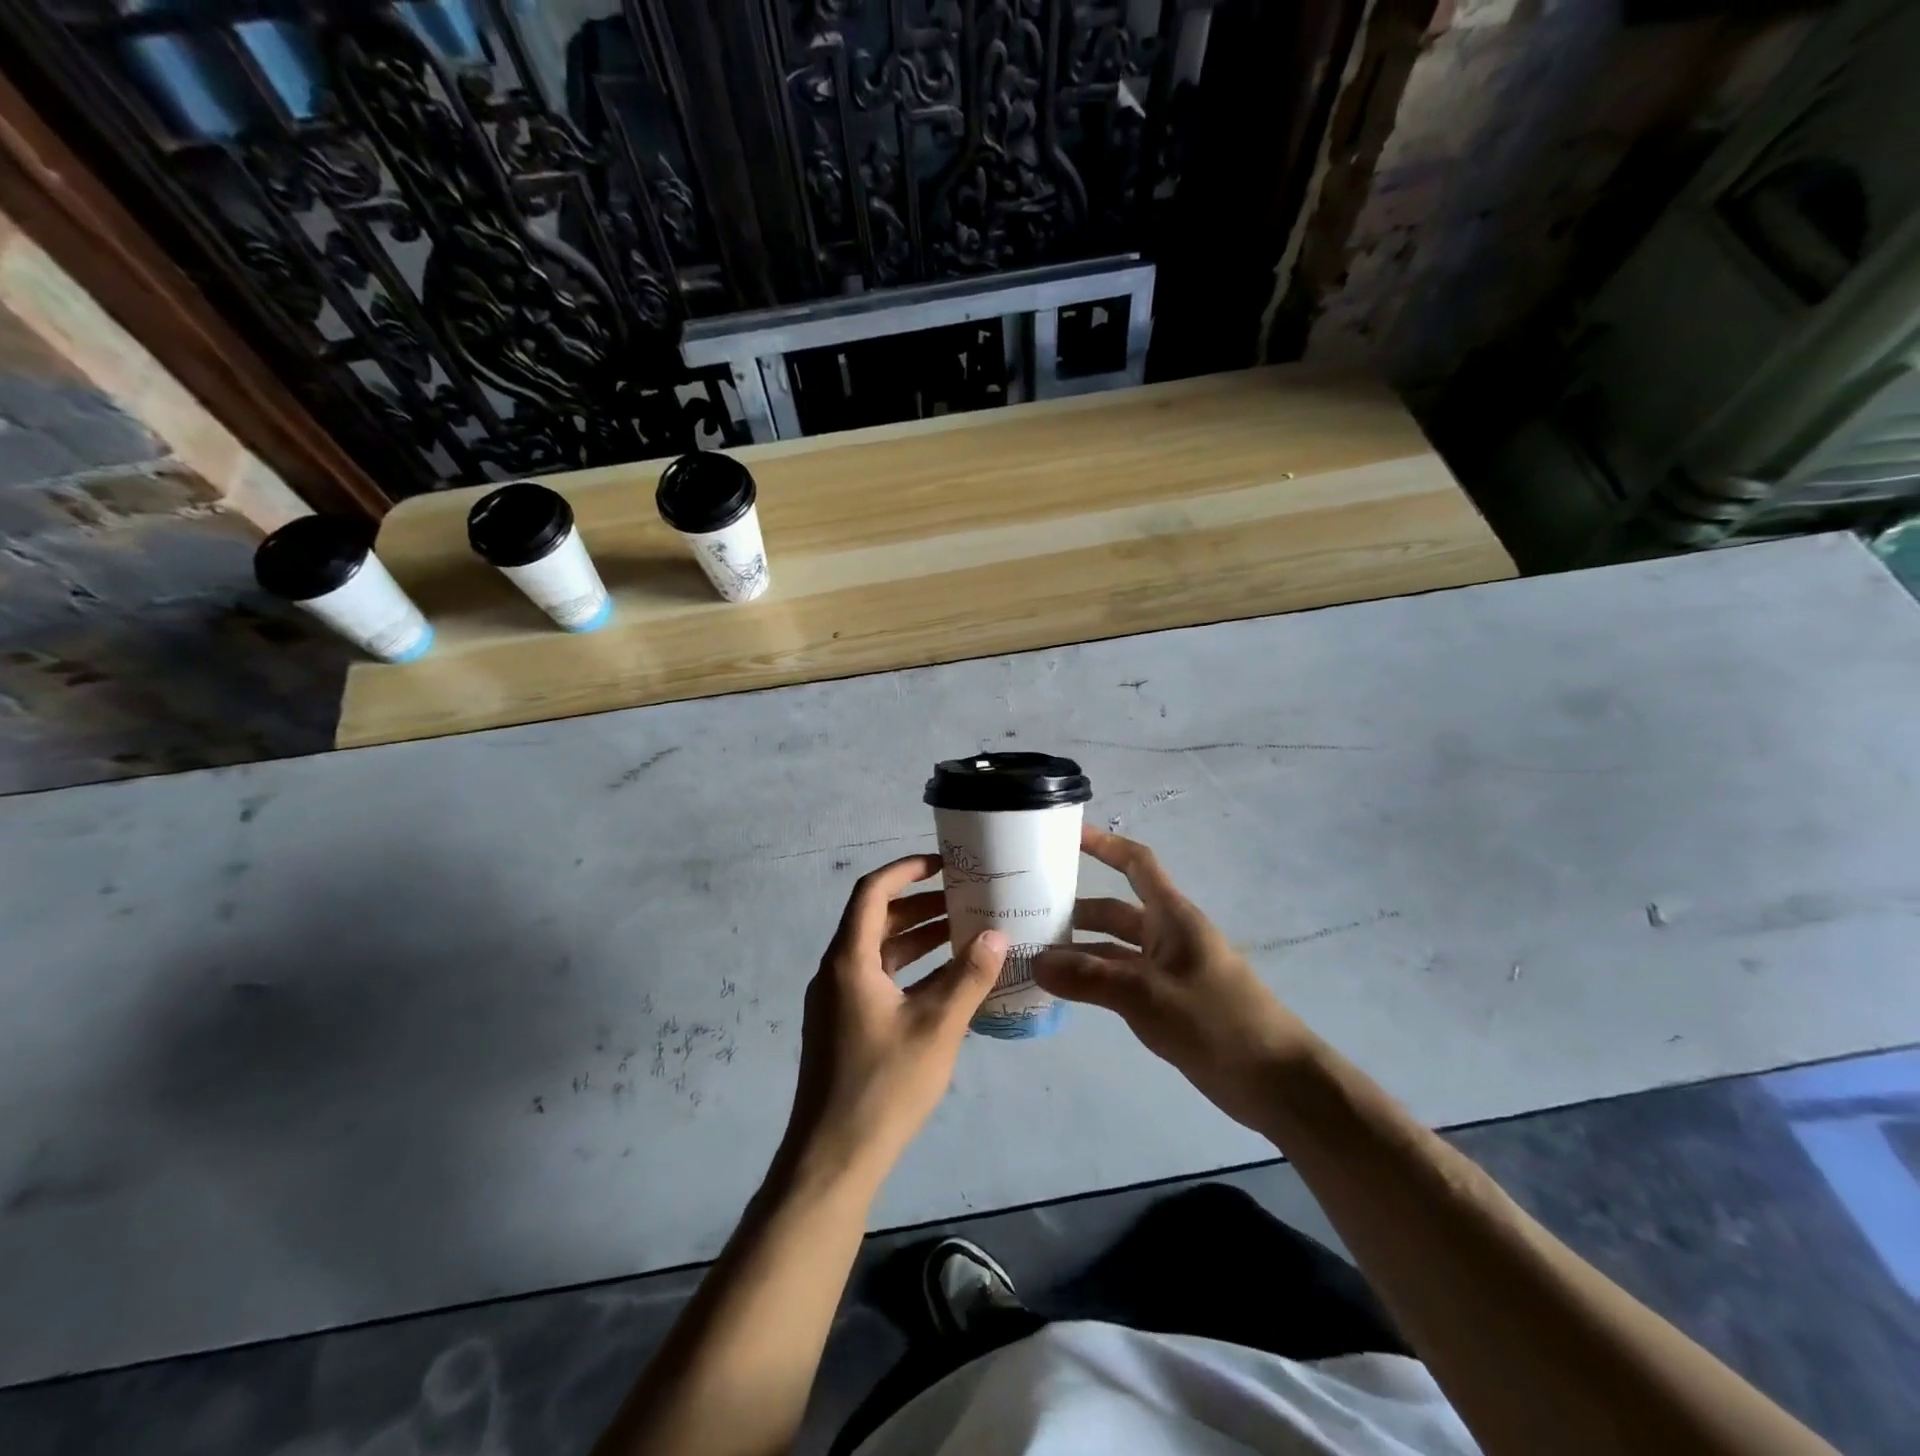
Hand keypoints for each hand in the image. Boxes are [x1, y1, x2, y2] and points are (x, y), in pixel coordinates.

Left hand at [782, 855, 1007, 1187]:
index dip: (906, 870)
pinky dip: (909, 970)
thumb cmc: (884, 1086)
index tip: (942, 863)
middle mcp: (837, 972)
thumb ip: (968, 977)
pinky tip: (945, 982)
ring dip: (916, 938)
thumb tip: (997, 933)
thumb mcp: (937, 1028)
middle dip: (919, 905)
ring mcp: (837, 1001)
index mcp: (849, 960)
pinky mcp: (843, 1026)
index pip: (872, 892)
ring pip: (878, 952)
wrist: (833, 1158)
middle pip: (876, 920)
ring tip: (962, 933)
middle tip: (964, 899)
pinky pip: (877, 980)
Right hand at [1034, 826, 1313, 1128]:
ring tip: (1034, 956)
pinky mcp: (1166, 1002)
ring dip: (1079, 950)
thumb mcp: (1148, 995)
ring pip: (1114, 949)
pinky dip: (1092, 980)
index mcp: (1172, 916)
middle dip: (1076, 909)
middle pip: (1115, 910)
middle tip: (1028, 912)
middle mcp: (1167, 935)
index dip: (1104, 844)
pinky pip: (1120, 979)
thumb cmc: (1217, 1021)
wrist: (1275, 1081)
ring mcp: (1167, 970)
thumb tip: (1036, 961)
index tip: (1066, 835)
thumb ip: (1090, 978)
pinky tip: (1063, 991)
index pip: (1136, 864)